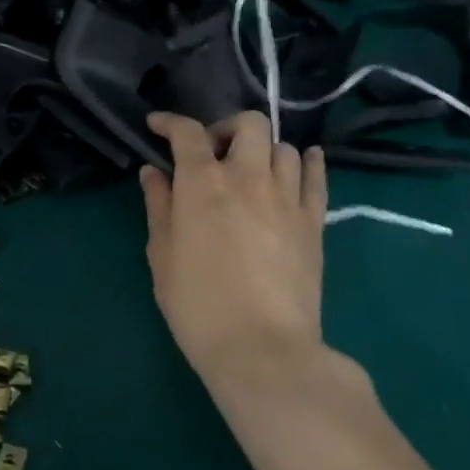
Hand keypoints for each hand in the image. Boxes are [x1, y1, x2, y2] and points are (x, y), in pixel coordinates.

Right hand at [140, 111, 335, 392]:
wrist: (261, 347)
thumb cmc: (197, 303)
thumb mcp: (163, 254)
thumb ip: (159, 206)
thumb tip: (153, 172)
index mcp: (203, 183)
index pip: (188, 133)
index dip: (170, 122)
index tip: (157, 126)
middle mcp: (248, 178)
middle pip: (249, 125)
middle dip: (225, 129)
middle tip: (211, 153)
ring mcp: (288, 198)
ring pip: (284, 147)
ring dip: (261, 149)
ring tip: (249, 169)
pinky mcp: (315, 222)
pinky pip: (316, 177)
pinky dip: (307, 162)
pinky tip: (301, 162)